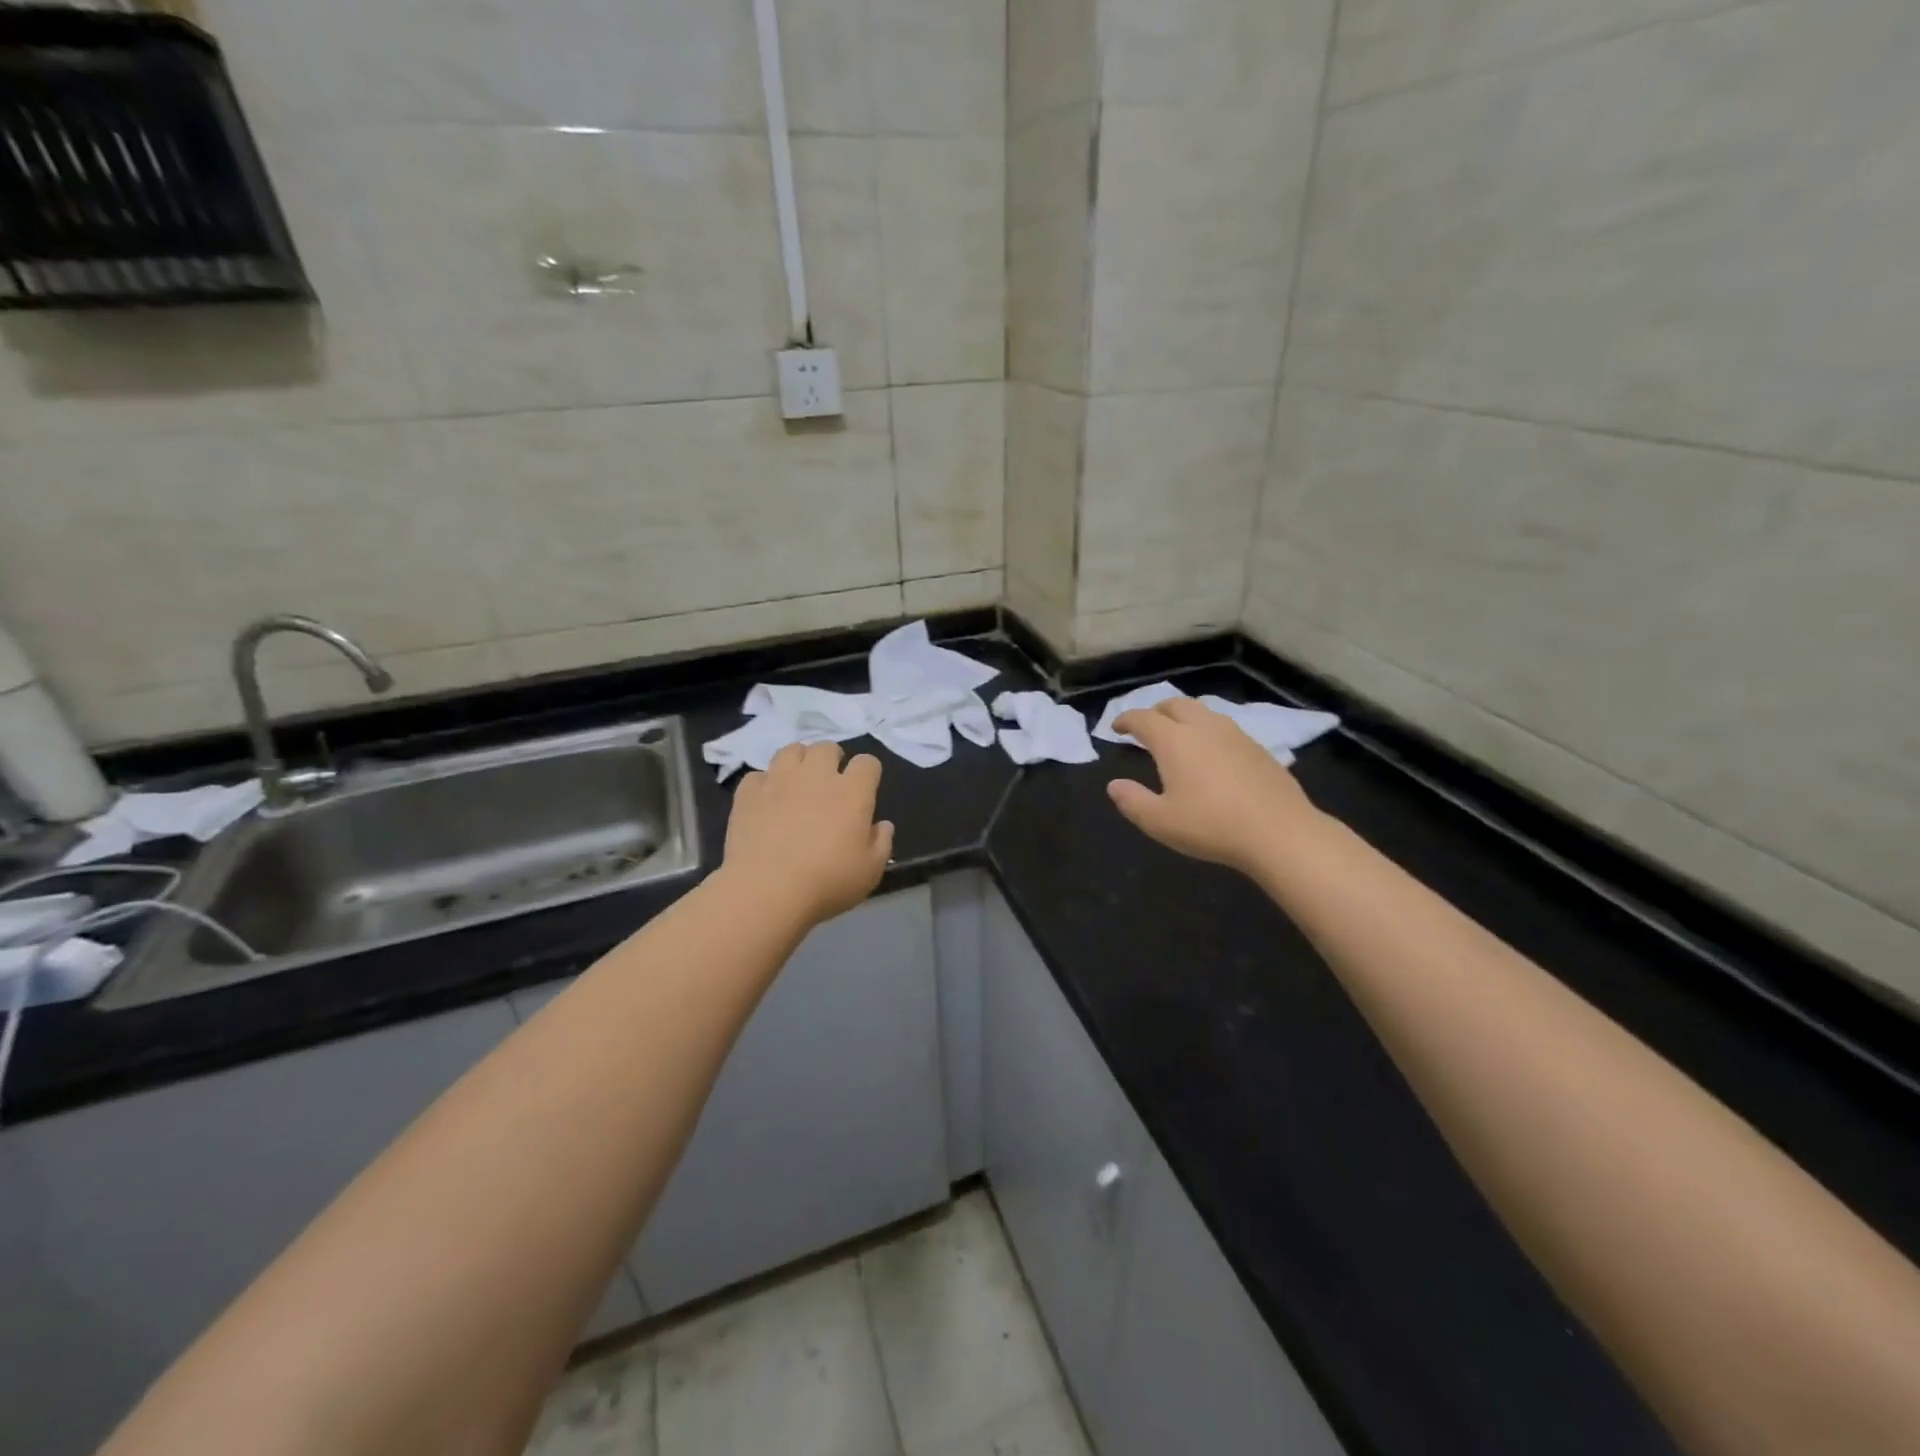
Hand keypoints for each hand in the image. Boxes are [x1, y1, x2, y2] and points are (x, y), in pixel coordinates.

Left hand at [719, 742, 893, 926]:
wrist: (766, 890)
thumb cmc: (827, 881)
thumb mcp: (870, 871)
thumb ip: (882, 843)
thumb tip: (883, 825)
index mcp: (852, 792)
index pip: (867, 763)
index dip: (868, 773)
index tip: (865, 789)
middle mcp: (816, 776)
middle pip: (827, 748)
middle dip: (832, 759)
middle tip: (830, 782)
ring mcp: (779, 780)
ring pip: (791, 750)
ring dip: (798, 761)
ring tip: (797, 782)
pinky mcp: (748, 793)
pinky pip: (758, 775)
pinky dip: (764, 784)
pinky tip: (766, 801)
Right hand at [1107, 699, 1321, 873]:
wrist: (1280, 832)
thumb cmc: (1212, 826)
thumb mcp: (1160, 822)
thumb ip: (1132, 801)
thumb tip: (1114, 785)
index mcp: (1174, 741)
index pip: (1143, 719)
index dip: (1126, 720)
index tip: (1116, 728)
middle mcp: (1204, 728)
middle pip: (1175, 705)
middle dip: (1156, 711)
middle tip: (1147, 727)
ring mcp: (1235, 735)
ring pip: (1204, 712)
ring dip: (1185, 718)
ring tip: (1179, 737)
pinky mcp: (1258, 748)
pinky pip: (1225, 728)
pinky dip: (1208, 732)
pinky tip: (1212, 755)